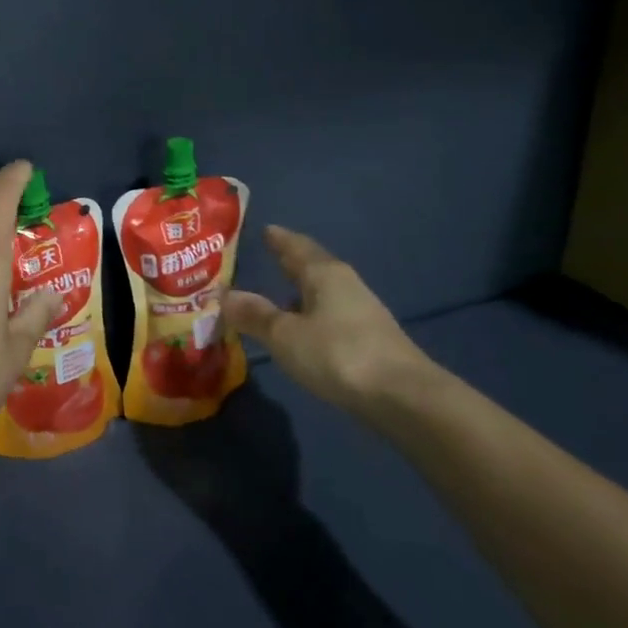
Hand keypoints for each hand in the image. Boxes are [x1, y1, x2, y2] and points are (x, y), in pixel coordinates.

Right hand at [223, 225, 433, 424]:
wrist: (403, 397)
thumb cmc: (337, 354)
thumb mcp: (285, 335)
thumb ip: (255, 315)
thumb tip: (225, 294)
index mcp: (324, 274)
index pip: (296, 247)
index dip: (279, 239)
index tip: (265, 230)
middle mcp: (345, 285)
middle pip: (314, 267)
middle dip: (291, 262)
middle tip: (269, 257)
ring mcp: (362, 313)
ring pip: (324, 293)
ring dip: (302, 292)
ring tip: (278, 297)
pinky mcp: (370, 340)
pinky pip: (331, 316)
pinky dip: (312, 316)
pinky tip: (303, 331)